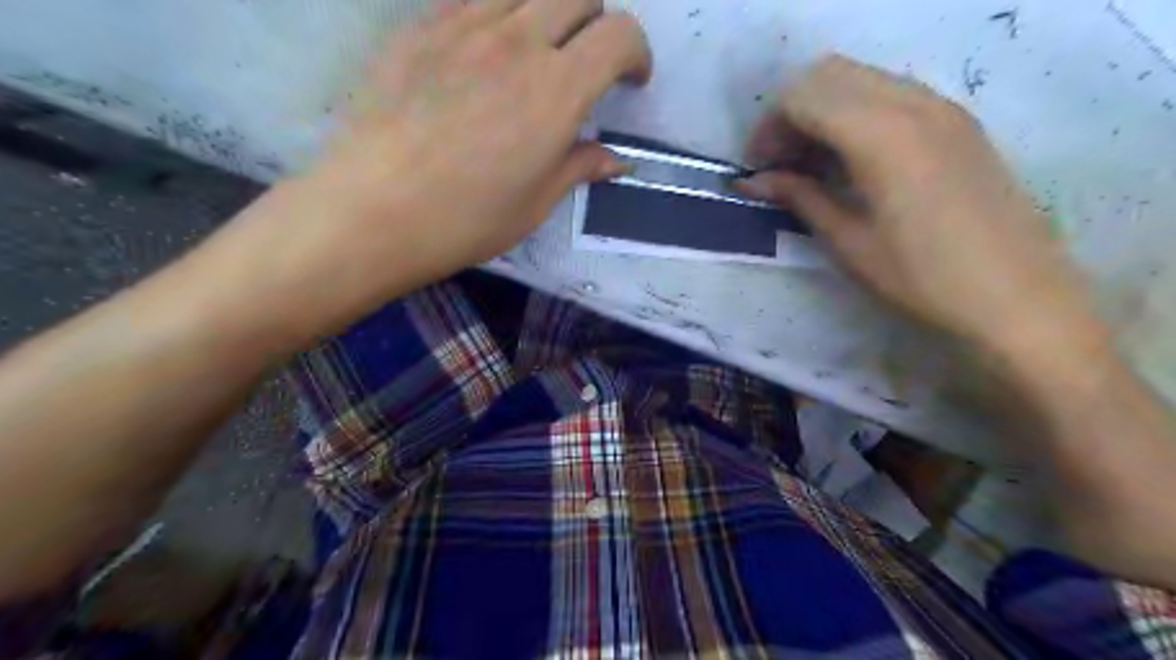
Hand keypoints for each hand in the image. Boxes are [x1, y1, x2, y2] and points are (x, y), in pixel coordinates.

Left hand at [229, 0, 651, 333]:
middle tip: (587, 65)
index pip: (619, 35)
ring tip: (537, 56)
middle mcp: (517, 41)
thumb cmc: (466, 218)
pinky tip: (484, 55)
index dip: (637, 52)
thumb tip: (616, 160)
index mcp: (556, 90)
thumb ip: (580, 167)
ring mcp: (463, 26)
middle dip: (597, 23)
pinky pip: (473, 0)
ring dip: (548, 14)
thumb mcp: (535, 203)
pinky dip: (497, 16)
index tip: (630, 82)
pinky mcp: (419, 27)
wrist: (372, 209)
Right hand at [737, 57, 1099, 356]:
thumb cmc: (922, 279)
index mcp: (881, 135)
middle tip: (779, 163)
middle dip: (791, 112)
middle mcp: (913, 103)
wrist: (1017, 298)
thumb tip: (755, 181)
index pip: (803, 97)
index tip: (757, 169)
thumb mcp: (849, 242)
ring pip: (861, 78)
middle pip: (829, 74)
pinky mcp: (959, 121)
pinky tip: (852, 160)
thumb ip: (801, 197)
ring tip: (810, 164)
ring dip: (823, 110)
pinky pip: (891, 93)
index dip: (768, 128)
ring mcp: (942, 107)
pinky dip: (857, 113)